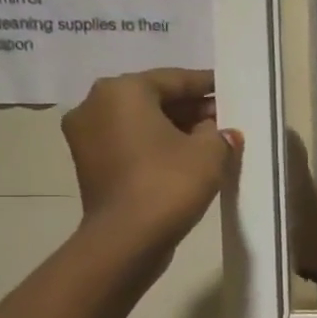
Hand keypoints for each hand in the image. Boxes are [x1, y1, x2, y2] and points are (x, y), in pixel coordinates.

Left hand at [62, 69, 241, 250]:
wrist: (127, 238)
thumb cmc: (169, 182)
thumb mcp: (210, 151)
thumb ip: (219, 132)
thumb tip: (221, 130)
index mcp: (122, 91)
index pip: (175, 79)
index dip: (207, 85)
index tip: (230, 89)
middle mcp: (94, 104)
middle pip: (153, 98)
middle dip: (190, 107)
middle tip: (224, 116)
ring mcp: (85, 135)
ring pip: (140, 121)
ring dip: (173, 126)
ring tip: (210, 138)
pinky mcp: (89, 163)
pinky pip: (129, 141)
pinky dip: (155, 143)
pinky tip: (185, 156)